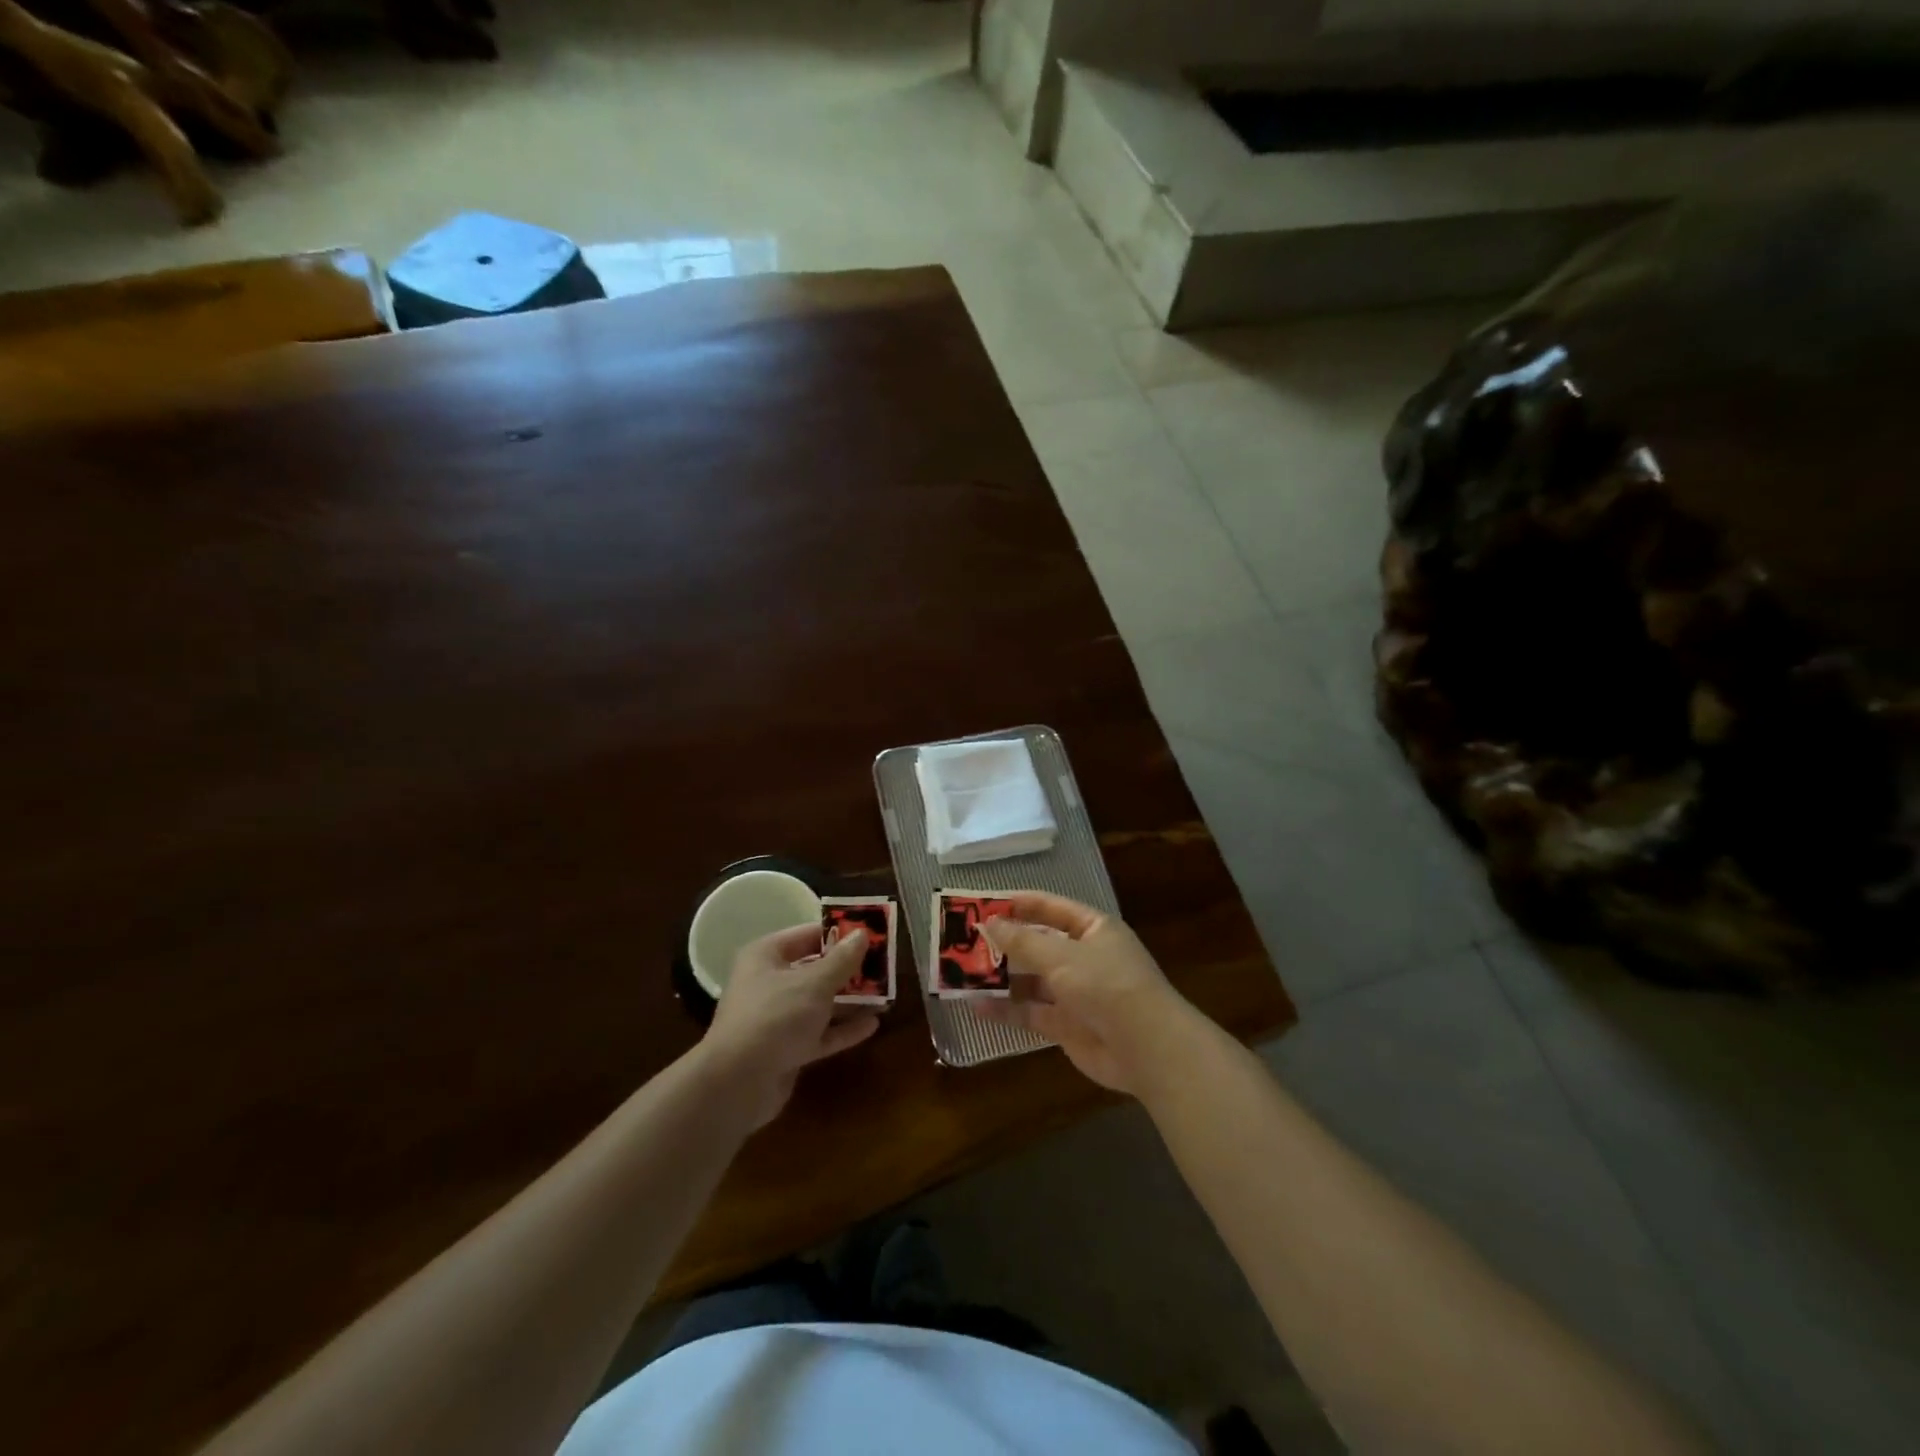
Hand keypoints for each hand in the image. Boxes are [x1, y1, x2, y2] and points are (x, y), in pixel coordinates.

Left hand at [700, 923, 880, 1125]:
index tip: (871, 934)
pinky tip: (873, 1025)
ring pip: (820, 1003)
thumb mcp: (814, 983)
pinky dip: (843, 1029)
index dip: (839, 933)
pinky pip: (819, 1033)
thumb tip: (862, 934)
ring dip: (850, 1000)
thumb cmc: (775, 1017)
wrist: (737, 1084)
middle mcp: (769, 983)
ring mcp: (777, 1018)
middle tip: (884, 966)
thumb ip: (842, 960)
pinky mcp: (786, 1050)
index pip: (807, 935)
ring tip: (885, 995)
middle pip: (815, 969)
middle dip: (849, 970)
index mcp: (767, 956)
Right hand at [971, 892, 1205, 1096]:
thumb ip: (1022, 941)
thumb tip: (989, 923)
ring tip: (961, 972)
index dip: (1018, 904)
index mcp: (1093, 929)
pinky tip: (975, 1005)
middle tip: (963, 940)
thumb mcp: (1061, 956)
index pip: (1051, 908)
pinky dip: (1005, 1009)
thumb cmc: (1106, 985)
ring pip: (1031, 980)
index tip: (982, 904)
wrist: (1147, 1049)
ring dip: (1000, 977)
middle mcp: (1084, 957)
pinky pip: (1030, 1012)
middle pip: (1038, 944)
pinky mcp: (1067, 1025)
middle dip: (1004, 943)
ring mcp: (1076, 992)